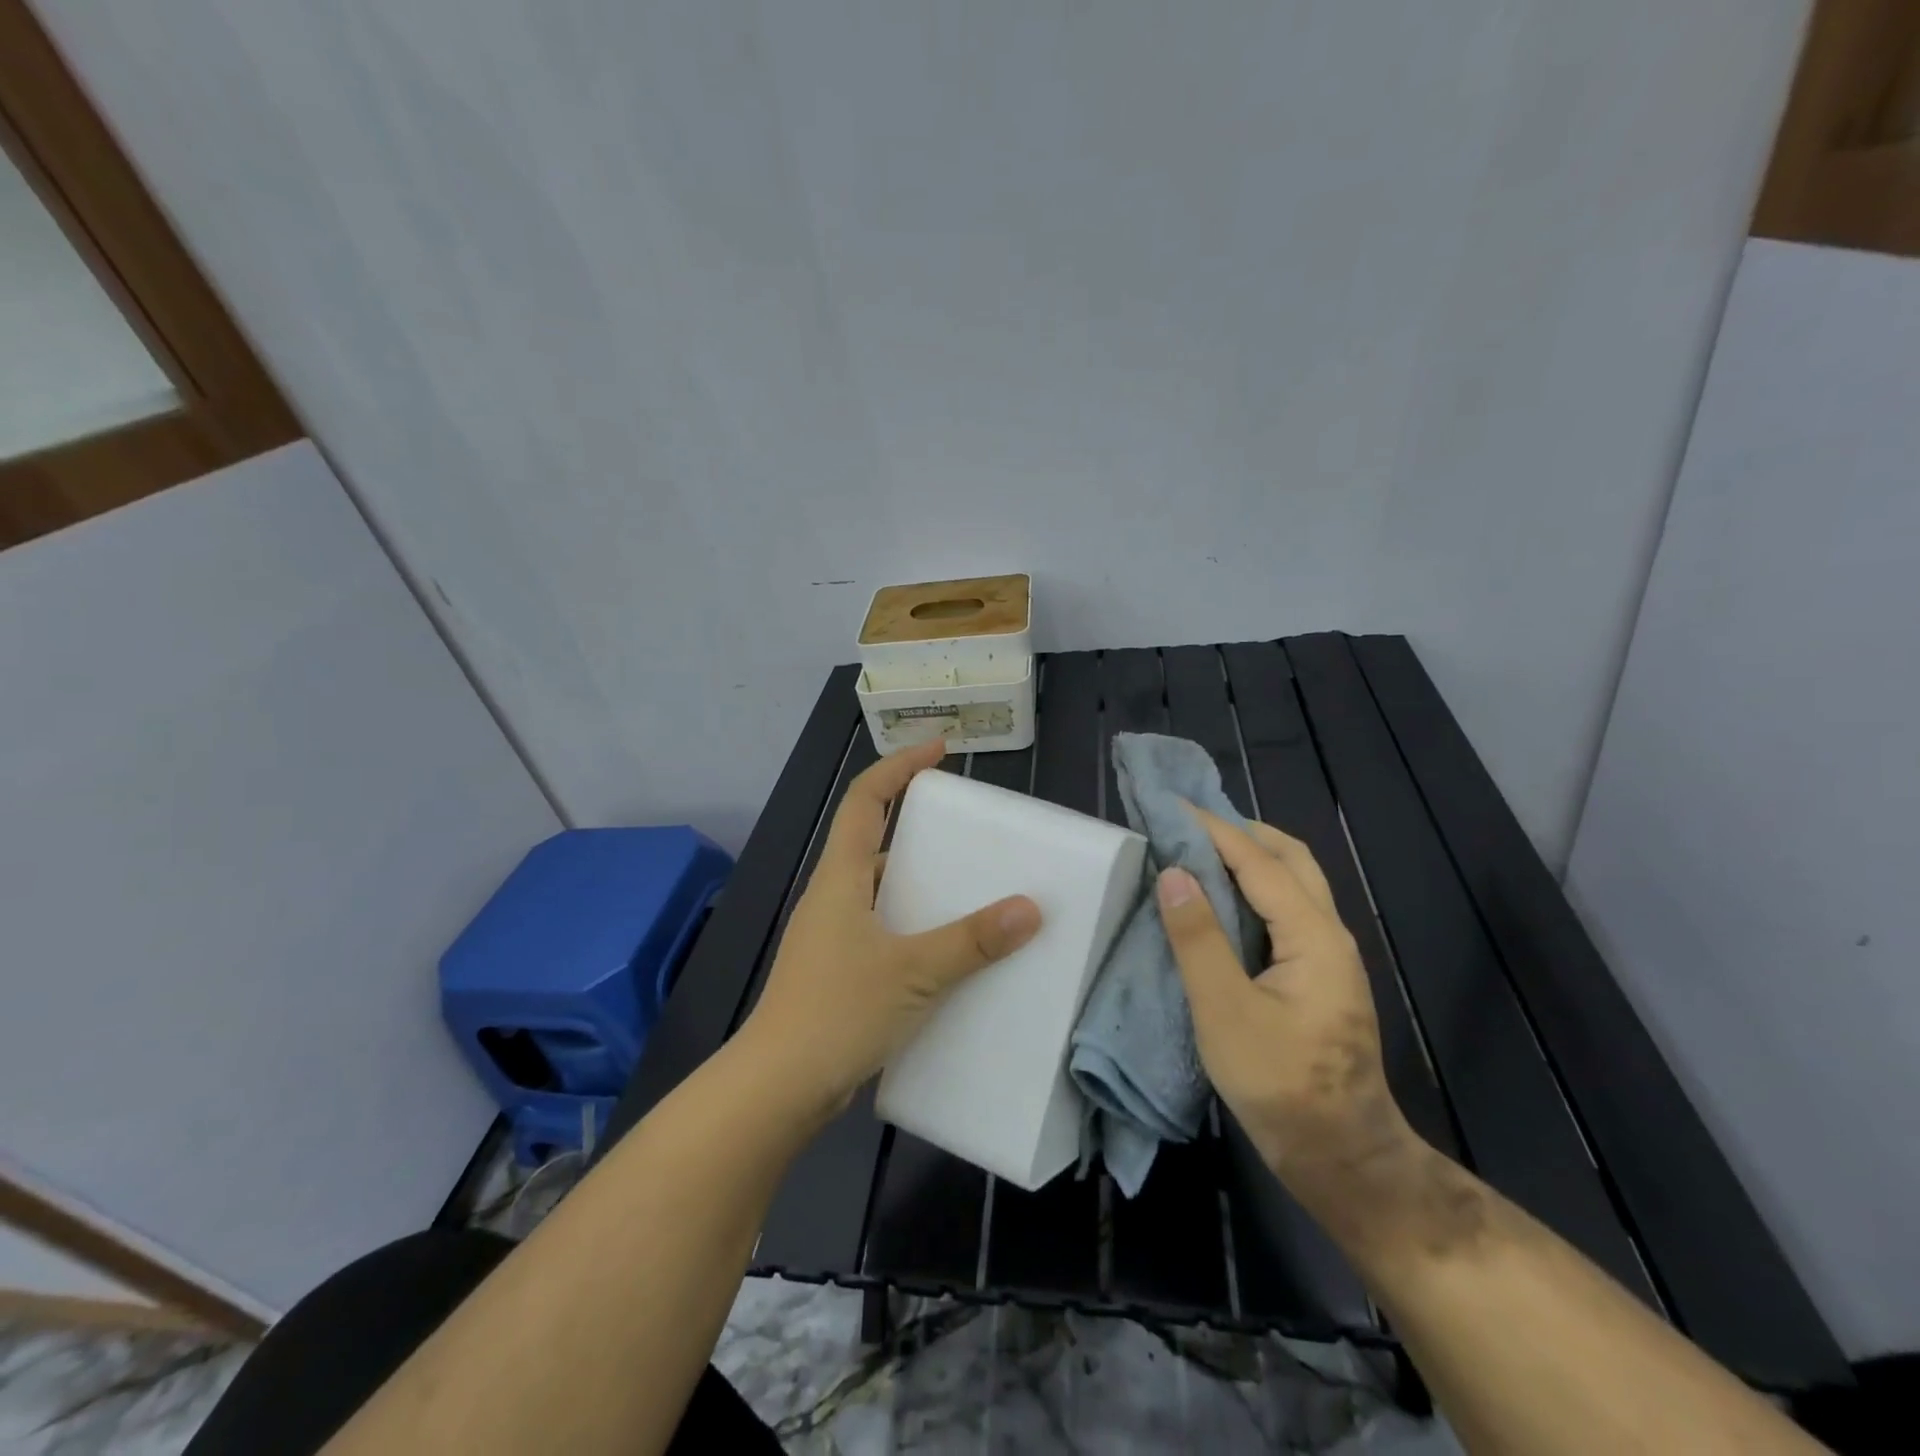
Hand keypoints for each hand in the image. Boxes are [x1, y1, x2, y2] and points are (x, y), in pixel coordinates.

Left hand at [739, 740, 1041, 1121]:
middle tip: (964, 835)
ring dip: (916, 884)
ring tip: (966, 892)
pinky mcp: (836, 972)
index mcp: (840, 878)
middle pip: (871, 842)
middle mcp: (832, 898)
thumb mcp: (914, 972)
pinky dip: (911, 927)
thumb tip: (1029, 909)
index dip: (898, 766)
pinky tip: (944, 953)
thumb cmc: (838, 1011)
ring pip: (877, 891)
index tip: (938, 750)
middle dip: (916, 829)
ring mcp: (830, 937)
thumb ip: (972, 941)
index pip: (864, 800)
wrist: (778, 1087)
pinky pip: (880, 930)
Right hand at [1158, 807, 1416, 1218]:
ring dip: (1251, 858)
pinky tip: (1224, 903)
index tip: (1172, 805)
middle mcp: (1329, 934)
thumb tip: (1174, 872)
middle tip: (1190, 823)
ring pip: (1294, 884)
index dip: (1214, 829)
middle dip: (1241, 832)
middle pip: (1291, 860)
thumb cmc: (1280, 1084)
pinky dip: (1255, 889)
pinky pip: (1287, 910)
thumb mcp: (1225, 1011)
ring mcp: (1329, 957)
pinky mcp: (1320, 977)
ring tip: (1201, 852)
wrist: (1342, 1156)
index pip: (1259, 862)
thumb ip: (1198, 939)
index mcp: (1313, 935)